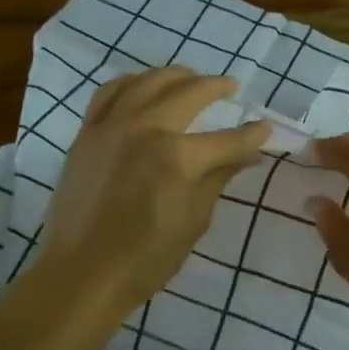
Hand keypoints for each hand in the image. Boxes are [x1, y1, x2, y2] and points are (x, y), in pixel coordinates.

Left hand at [36, 68, 270, 312]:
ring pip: (146, 82)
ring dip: (174, 76)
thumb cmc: (147, 257)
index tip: (266, 128)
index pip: (227, 139)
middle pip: (188, 94)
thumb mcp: (195, 219)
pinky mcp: (87, 133)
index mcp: (178, 157)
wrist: (82, 273)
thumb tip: (246, 155)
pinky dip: (132, 83)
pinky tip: (143, 86)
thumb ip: (219, 178)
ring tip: (190, 78)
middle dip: (215, 87)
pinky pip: (110, 93)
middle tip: (231, 86)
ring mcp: (111, 126)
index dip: (252, 135)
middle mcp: (144, 129)